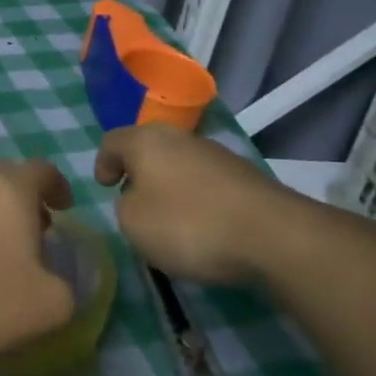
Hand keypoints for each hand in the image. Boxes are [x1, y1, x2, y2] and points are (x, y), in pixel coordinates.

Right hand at [93, 125, 296, 285]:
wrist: (272, 237)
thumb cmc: (187, 224)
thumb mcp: (132, 222)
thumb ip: (124, 205)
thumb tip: (140, 198)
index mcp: (147, 140)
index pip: (112, 141)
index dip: (102, 163)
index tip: (104, 188)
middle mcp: (182, 138)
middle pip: (150, 150)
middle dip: (139, 174)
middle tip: (132, 203)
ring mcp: (218, 156)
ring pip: (180, 166)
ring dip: (170, 188)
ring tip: (169, 222)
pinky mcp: (246, 178)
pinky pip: (207, 185)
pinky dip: (197, 202)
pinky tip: (203, 229)